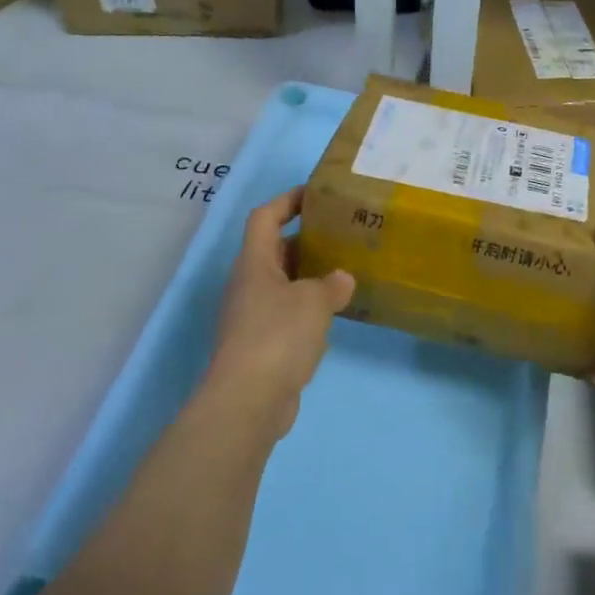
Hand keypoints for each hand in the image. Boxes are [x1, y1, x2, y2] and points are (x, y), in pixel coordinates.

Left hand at [208, 187, 354, 438]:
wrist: (248, 400)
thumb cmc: (277, 335)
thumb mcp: (314, 301)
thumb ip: (332, 284)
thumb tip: (341, 279)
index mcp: (254, 263)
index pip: (265, 217)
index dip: (287, 200)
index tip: (316, 194)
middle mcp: (249, 284)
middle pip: (274, 249)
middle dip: (306, 239)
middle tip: (342, 233)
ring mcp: (252, 316)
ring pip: (283, 283)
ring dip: (310, 275)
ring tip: (346, 270)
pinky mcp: (262, 345)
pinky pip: (287, 313)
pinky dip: (309, 307)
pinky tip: (335, 314)